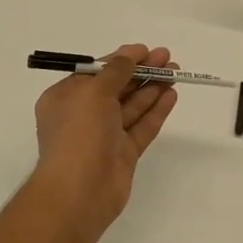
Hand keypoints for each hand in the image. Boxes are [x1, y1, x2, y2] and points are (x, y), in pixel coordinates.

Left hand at [31, 44, 178, 236]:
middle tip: (167, 57)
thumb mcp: (93, 91)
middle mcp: (84, 115)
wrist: (79, 192)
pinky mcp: (123, 154)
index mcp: (66, 98)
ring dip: (153, 88)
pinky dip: (156, 110)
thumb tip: (129, 55)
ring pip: (132, 106)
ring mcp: (105, 136)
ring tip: (176, 72)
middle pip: (117, 87)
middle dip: (141, 71)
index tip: (145, 50)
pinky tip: (172, 95)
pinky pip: (142, 126)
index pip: (96, 72)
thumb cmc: (79, 133)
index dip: (121, 59)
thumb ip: (116, 71)